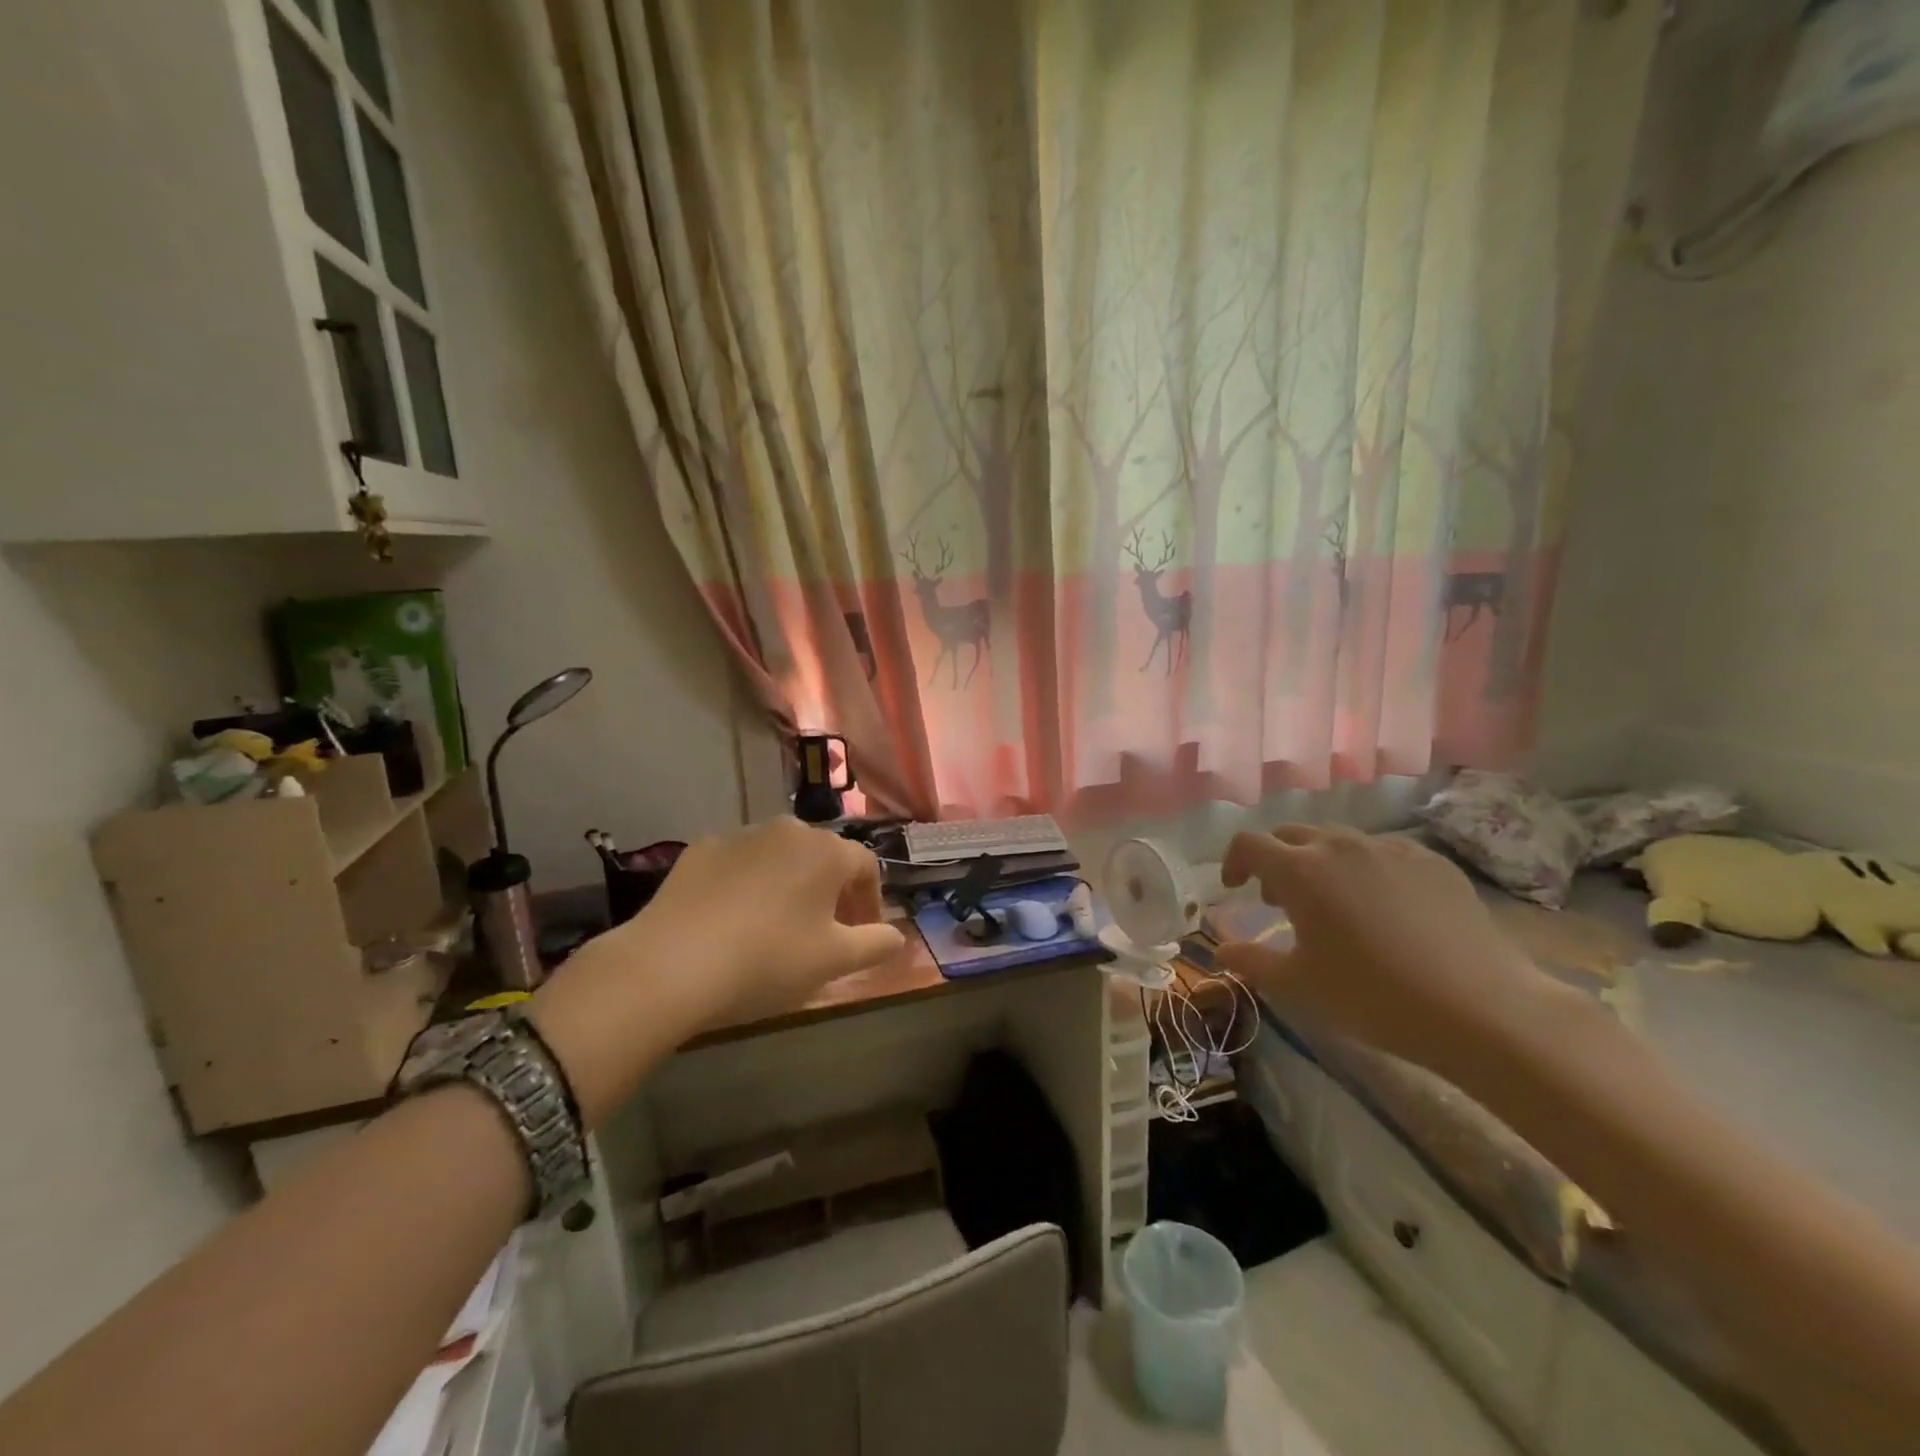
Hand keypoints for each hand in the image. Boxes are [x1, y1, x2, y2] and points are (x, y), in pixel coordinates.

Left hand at [632, 817, 906, 1020]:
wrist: (671, 965)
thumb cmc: (768, 960)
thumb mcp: (834, 961)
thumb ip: (876, 944)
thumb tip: (898, 936)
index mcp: (826, 851)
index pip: (866, 867)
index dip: (871, 901)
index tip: (864, 934)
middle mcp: (787, 830)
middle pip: (823, 857)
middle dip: (832, 892)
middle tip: (826, 932)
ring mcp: (739, 836)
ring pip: (780, 858)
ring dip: (789, 885)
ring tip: (779, 927)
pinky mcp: (699, 850)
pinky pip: (738, 864)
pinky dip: (747, 885)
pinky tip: (733, 920)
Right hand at [1216, 825, 1563, 1077]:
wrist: (1481, 1008)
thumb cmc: (1373, 996)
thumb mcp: (1299, 986)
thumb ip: (1251, 961)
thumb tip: (1220, 950)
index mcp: (1300, 870)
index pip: (1249, 844)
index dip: (1233, 861)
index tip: (1235, 888)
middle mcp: (1340, 846)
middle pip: (1291, 835)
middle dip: (1275, 860)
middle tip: (1279, 900)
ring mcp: (1390, 849)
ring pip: (1338, 841)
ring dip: (1319, 862)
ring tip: (1332, 903)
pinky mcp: (1431, 861)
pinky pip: (1382, 852)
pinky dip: (1365, 869)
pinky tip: (1384, 908)